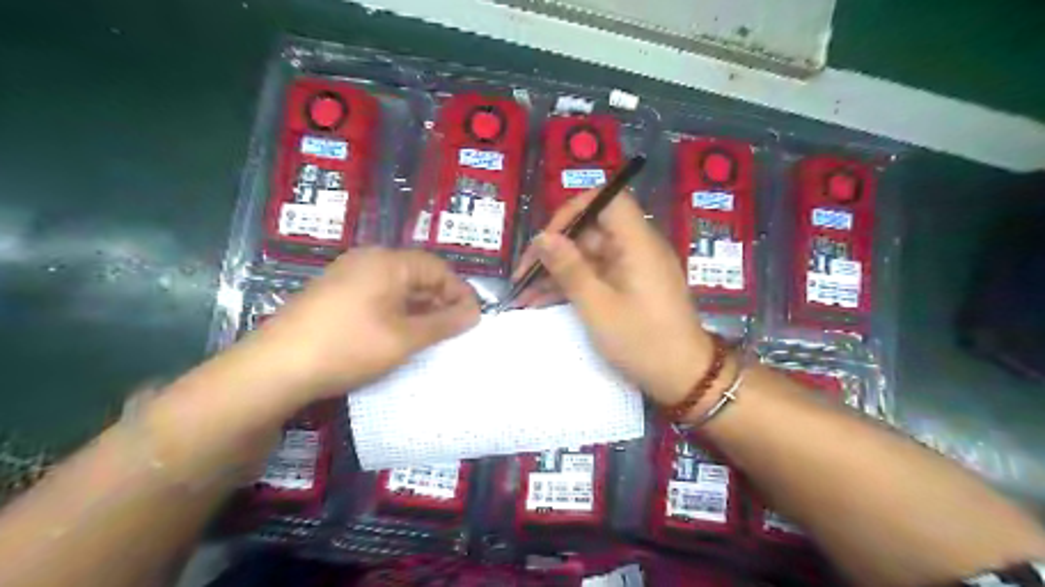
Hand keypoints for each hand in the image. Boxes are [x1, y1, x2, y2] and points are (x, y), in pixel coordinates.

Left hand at [248, 248, 481, 399]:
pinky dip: (396, 312)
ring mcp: (347, 275)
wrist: (276, 368)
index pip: (437, 269)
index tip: (473, 319)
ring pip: (397, 286)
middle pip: (417, 274)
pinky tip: (398, 335)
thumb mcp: (404, 338)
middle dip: (440, 301)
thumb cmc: (349, 347)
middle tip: (454, 330)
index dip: (459, 293)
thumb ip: (444, 323)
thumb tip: (474, 313)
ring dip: (418, 308)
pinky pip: (377, 295)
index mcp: (388, 262)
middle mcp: (368, 260)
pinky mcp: (333, 293)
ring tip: (431, 336)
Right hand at [515, 190, 719, 405]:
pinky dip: (573, 284)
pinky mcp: (630, 286)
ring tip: (525, 294)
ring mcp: (633, 268)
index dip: (574, 211)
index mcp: (637, 243)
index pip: (607, 200)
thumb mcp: (598, 307)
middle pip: (591, 230)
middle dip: (555, 249)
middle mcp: (637, 248)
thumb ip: (569, 269)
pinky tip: (544, 301)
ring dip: (558, 271)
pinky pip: (597, 274)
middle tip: (524, 276)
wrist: (684, 378)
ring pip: (589, 255)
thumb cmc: (642, 341)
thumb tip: (542, 237)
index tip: (547, 238)